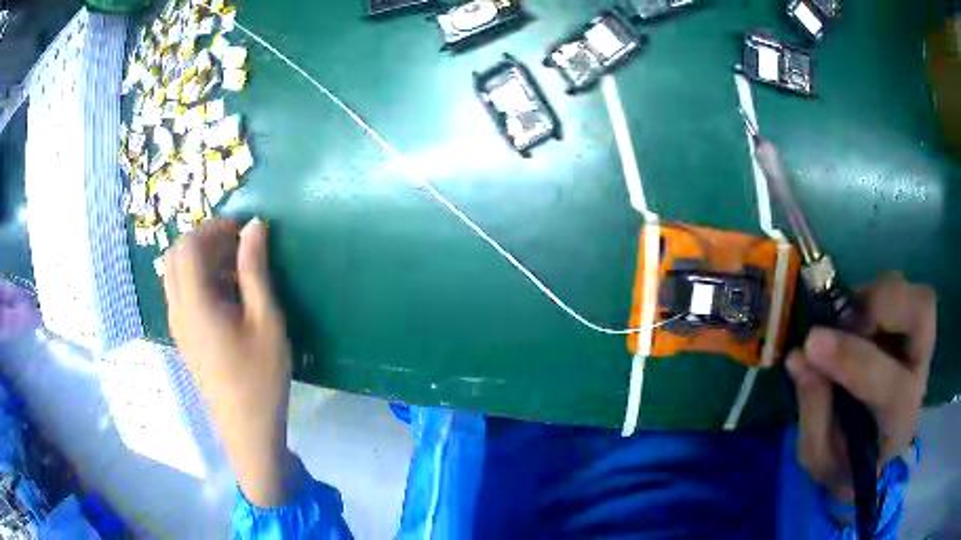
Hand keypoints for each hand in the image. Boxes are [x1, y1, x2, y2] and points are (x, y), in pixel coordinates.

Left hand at [163, 219, 295, 506]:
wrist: (247, 428)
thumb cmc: (260, 377)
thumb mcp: (266, 320)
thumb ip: (255, 270)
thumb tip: (255, 227)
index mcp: (195, 304)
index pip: (188, 246)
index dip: (214, 228)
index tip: (243, 231)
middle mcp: (178, 310)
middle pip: (177, 255)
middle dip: (205, 240)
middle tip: (238, 246)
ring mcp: (178, 324)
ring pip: (177, 273)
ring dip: (202, 259)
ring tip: (236, 269)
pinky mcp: (184, 336)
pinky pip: (182, 293)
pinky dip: (200, 279)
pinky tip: (228, 295)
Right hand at [786, 271, 935, 501]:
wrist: (871, 450)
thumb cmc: (845, 462)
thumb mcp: (820, 458)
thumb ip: (813, 413)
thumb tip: (798, 357)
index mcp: (900, 420)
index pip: (891, 387)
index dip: (853, 361)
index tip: (810, 344)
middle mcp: (918, 373)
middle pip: (923, 314)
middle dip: (883, 304)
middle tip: (843, 318)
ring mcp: (918, 342)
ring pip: (912, 292)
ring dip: (874, 296)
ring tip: (842, 320)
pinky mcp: (908, 323)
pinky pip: (898, 289)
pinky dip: (871, 295)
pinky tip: (851, 320)